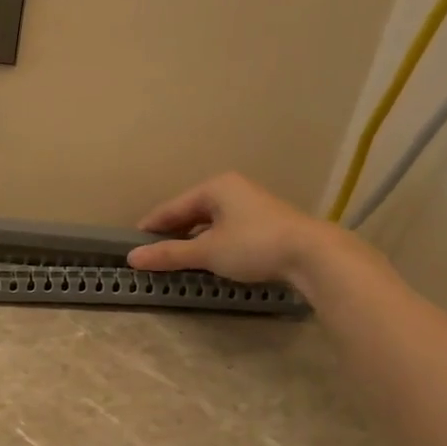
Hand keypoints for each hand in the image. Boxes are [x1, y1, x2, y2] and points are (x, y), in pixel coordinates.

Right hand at [127, 172, 335, 284]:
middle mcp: (232, 189)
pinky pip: (227, 230)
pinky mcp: (266, 223)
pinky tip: (207, 258)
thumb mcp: (207, 252)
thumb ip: (169, 254)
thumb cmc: (254, 245)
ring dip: (192, 239)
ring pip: (210, 222)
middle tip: (152, 253)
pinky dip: (212, 242)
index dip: (151, 226)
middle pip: (191, 212)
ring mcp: (251, 205)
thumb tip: (132, 258)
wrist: (313, 255)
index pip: (172, 207)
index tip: (132, 243)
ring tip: (176, 258)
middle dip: (172, 232)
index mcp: (215, 187)